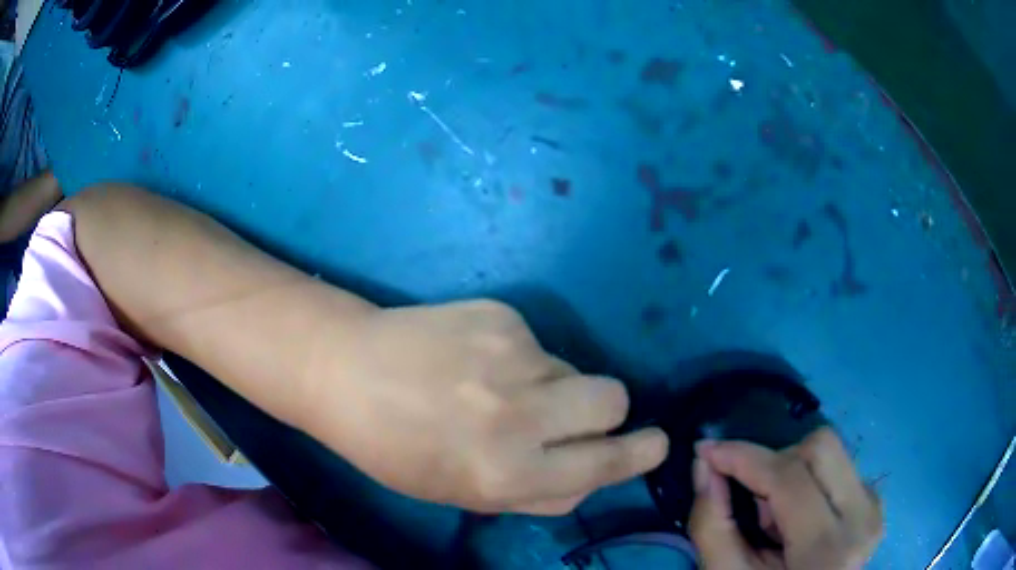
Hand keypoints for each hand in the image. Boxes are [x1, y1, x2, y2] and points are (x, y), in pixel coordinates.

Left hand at [301, 300, 668, 514]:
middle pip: (612, 398)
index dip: (639, 454)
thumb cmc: (396, 449)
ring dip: (551, 384)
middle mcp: (518, 414)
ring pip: (572, 368)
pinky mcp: (500, 313)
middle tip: (567, 414)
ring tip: (492, 387)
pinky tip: (470, 359)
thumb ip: (538, 493)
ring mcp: (511, 354)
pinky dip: (518, 357)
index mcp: (505, 473)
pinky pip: (537, 343)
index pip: (604, 464)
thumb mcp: (464, 494)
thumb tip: (596, 473)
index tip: (656, 444)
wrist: (345, 371)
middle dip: (605, 411)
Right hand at [689, 428, 883, 568]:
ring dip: (792, 472)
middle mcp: (863, 517)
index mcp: (827, 548)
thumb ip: (712, 524)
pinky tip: (800, 518)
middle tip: (755, 501)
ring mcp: (874, 507)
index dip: (744, 457)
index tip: (707, 450)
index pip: (789, 478)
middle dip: (775, 462)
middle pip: (820, 447)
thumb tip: (704, 465)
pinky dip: (810, 481)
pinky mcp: (875, 502)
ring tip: (779, 518)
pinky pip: (840, 466)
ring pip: (832, 451)